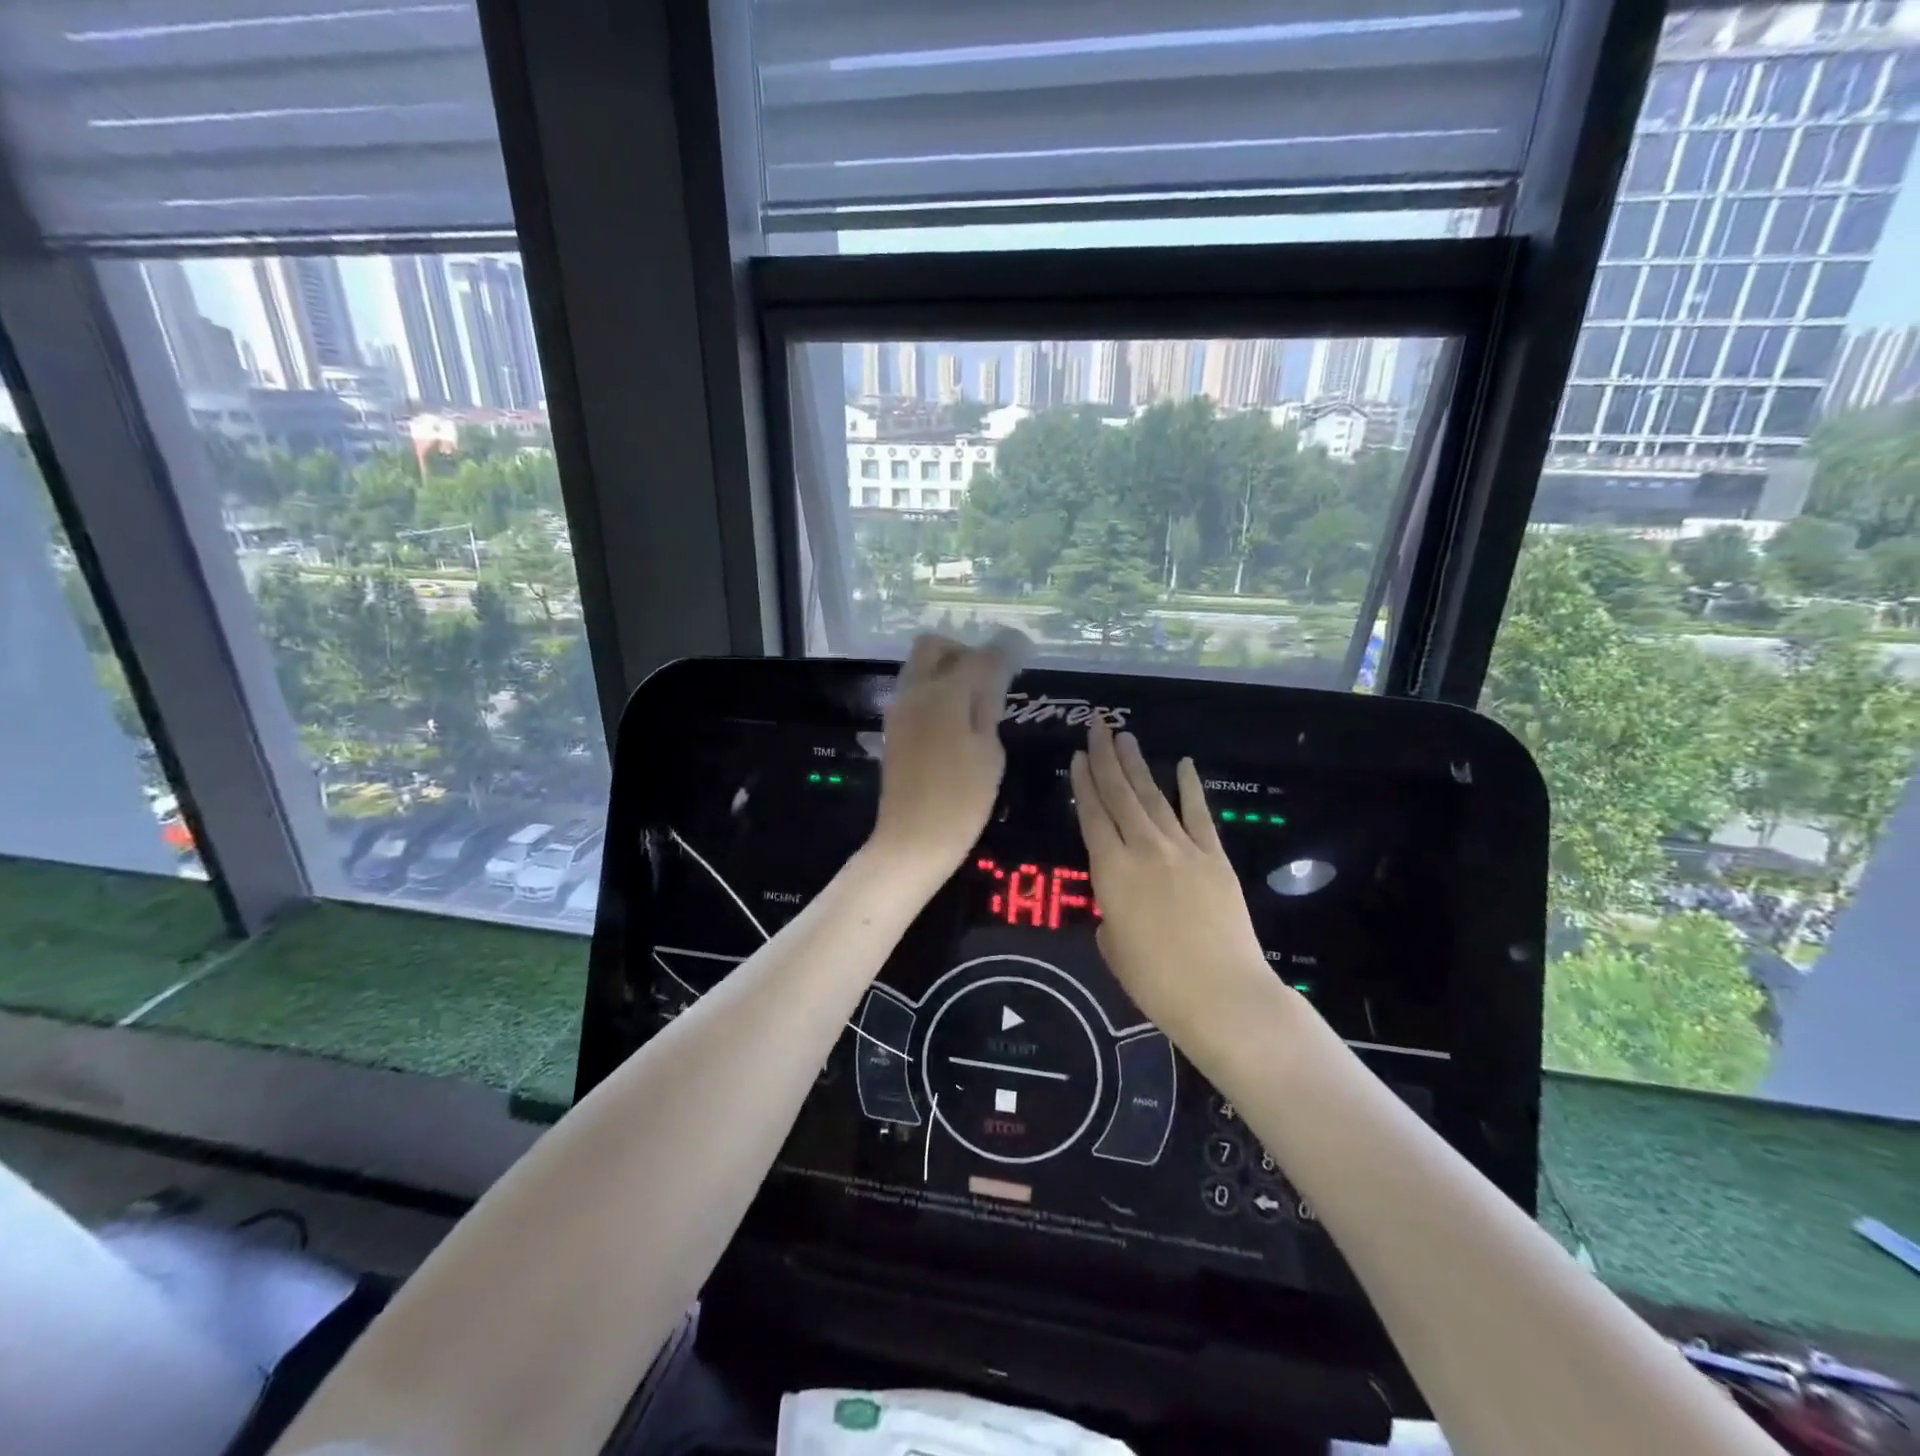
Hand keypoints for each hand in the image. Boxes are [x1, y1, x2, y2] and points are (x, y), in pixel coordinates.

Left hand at [869, 632, 1026, 880]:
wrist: (913, 840)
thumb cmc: (962, 800)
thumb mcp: (989, 753)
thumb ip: (988, 708)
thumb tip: (993, 677)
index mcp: (944, 695)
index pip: (978, 657)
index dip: (1004, 651)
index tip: (1022, 649)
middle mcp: (915, 692)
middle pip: (933, 646)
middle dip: (963, 650)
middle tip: (989, 674)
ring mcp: (899, 710)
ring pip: (919, 667)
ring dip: (946, 669)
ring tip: (976, 698)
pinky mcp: (893, 729)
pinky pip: (913, 691)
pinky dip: (935, 690)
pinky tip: (957, 717)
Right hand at [1071, 725, 1283, 1047]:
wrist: (1221, 994)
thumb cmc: (1156, 982)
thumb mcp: (1113, 946)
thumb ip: (1110, 911)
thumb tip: (1120, 899)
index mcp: (1111, 871)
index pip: (1092, 816)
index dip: (1083, 784)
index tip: (1078, 756)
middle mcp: (1143, 849)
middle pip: (1120, 795)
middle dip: (1106, 758)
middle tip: (1097, 726)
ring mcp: (1182, 848)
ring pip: (1153, 797)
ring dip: (1137, 765)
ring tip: (1125, 737)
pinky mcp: (1214, 857)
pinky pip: (1198, 814)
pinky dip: (1190, 787)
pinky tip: (1183, 764)